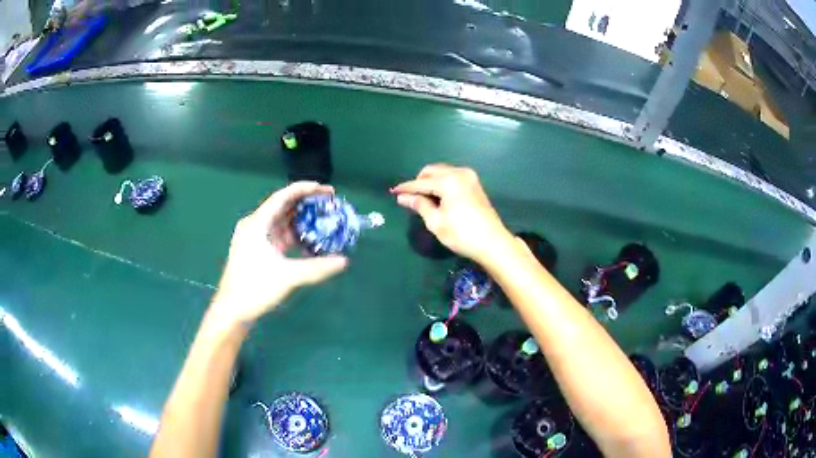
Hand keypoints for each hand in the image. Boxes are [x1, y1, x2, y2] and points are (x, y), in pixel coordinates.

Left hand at [211, 182, 347, 324]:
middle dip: (306, 204)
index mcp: (257, 224)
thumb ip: (316, 267)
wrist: (232, 311)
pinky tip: (309, 242)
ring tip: (323, 221)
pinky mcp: (257, 251)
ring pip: (281, 223)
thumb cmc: (254, 289)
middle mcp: (254, 226)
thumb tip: (344, 261)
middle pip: (283, 207)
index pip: (283, 197)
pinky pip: (278, 236)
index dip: (305, 189)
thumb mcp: (287, 276)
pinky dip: (294, 236)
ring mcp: (255, 239)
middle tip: (329, 205)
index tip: (327, 190)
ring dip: (301, 221)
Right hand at [391, 164, 513, 263]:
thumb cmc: (462, 234)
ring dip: (431, 182)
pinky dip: (442, 184)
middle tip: (411, 198)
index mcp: (448, 181)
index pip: (421, 182)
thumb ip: (419, 205)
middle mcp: (459, 173)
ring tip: (424, 199)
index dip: (406, 188)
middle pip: (432, 171)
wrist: (493, 243)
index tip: (393, 191)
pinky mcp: (475, 184)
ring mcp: (469, 177)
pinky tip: (438, 198)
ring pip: (443, 172)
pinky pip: (452, 177)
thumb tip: (402, 197)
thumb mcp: (436, 222)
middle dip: (419, 182)